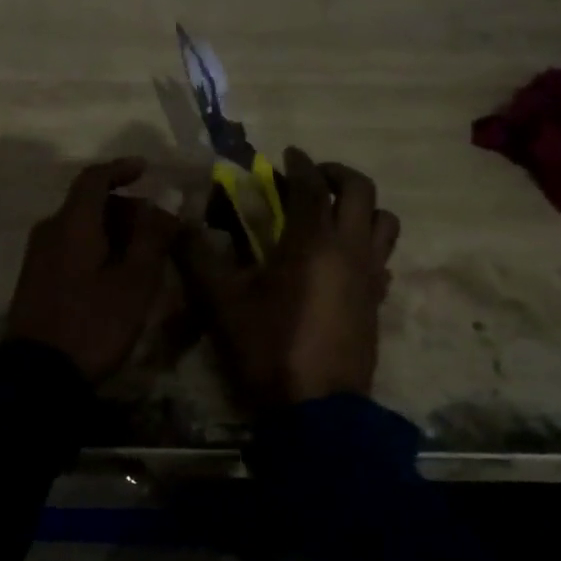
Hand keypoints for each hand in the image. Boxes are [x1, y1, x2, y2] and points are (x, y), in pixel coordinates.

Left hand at [6, 157, 179, 382]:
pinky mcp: (34, 278)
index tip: (146, 169)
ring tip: (142, 255)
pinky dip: (94, 247)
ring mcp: (37, 256)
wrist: (38, 374)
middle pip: (88, 203)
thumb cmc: (93, 324)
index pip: (94, 178)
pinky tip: (114, 273)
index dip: (121, 169)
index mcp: (72, 224)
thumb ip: (152, 238)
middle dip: (124, 207)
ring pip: (78, 226)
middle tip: (157, 228)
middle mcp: (49, 230)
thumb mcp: (134, 283)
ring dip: (111, 230)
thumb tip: (165, 203)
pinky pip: (68, 246)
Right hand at [181, 148, 399, 407]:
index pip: (312, 185)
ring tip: (333, 214)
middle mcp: (350, 248)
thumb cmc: (268, 346)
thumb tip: (176, 225)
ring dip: (362, 207)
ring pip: (384, 222)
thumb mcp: (221, 302)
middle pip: (361, 191)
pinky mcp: (377, 301)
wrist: (316, 407)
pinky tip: (343, 260)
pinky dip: (367, 245)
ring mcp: (371, 276)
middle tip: (312, 176)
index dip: (299, 164)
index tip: (287, 153)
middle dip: (337, 174)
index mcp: (312, 241)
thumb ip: (197, 257)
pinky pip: (382, 258)